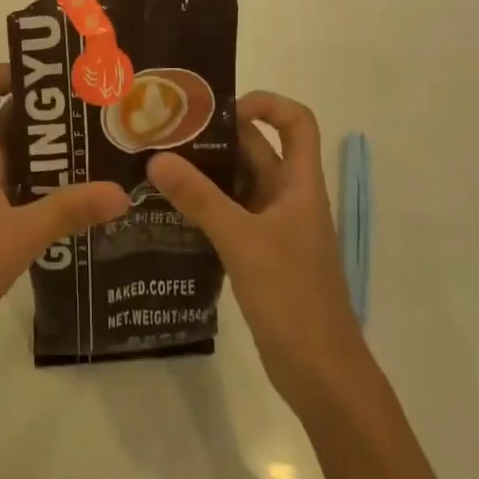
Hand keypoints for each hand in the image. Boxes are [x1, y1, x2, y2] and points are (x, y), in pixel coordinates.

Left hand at [0, 65, 128, 364]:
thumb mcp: (18, 236)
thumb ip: (68, 211)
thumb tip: (122, 190)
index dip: (15, 70)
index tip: (61, 79)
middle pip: (12, 118)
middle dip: (54, 114)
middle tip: (102, 118)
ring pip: (19, 157)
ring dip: (55, 154)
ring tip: (103, 158)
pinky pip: (19, 190)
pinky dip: (47, 189)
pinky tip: (81, 207)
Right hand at [147, 93, 362, 412]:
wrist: (322, 373)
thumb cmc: (293, 297)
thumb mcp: (242, 241)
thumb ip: (199, 198)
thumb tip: (156, 158)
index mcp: (300, 185)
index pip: (296, 122)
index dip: (265, 104)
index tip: (219, 111)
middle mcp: (289, 198)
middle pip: (257, 150)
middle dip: (215, 137)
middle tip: (165, 134)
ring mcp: (275, 227)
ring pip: (239, 184)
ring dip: (205, 173)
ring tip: (157, 166)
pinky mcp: (261, 254)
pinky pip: (231, 215)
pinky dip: (205, 206)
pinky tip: (169, 211)